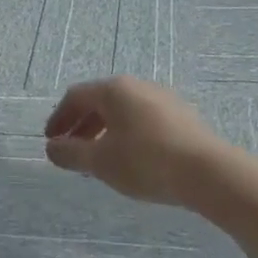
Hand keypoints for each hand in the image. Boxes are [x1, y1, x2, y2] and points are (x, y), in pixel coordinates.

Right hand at [42, 76, 229, 207]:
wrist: (207, 172)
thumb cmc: (145, 161)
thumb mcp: (101, 161)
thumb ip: (71, 153)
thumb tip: (52, 147)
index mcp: (114, 89)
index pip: (76, 96)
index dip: (59, 118)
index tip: (51, 142)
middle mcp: (137, 85)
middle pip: (100, 101)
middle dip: (81, 125)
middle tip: (72, 151)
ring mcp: (162, 98)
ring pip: (123, 111)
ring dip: (104, 131)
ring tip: (100, 159)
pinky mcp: (181, 115)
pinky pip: (143, 119)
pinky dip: (127, 134)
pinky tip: (131, 159)